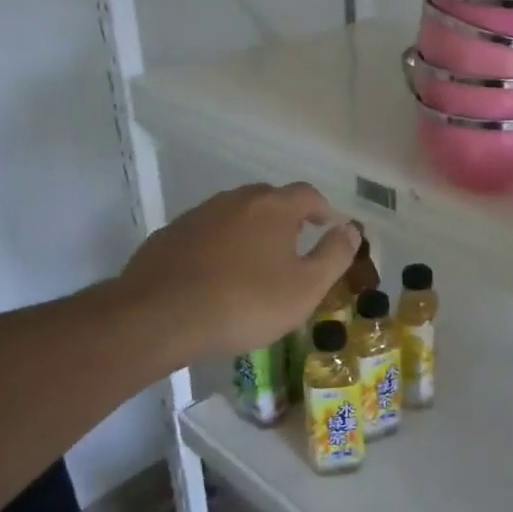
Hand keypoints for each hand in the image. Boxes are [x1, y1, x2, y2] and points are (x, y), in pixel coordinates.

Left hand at [119, 183, 358, 359]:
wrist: (160, 317)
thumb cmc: (245, 303)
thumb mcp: (305, 288)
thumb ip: (334, 255)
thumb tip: (351, 228)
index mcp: (273, 207)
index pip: (308, 194)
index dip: (324, 209)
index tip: (331, 227)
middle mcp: (236, 200)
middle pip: (270, 199)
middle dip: (287, 217)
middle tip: (296, 244)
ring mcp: (199, 215)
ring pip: (235, 214)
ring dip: (251, 231)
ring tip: (257, 262)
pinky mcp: (170, 235)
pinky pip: (207, 233)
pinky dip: (220, 246)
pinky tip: (217, 275)